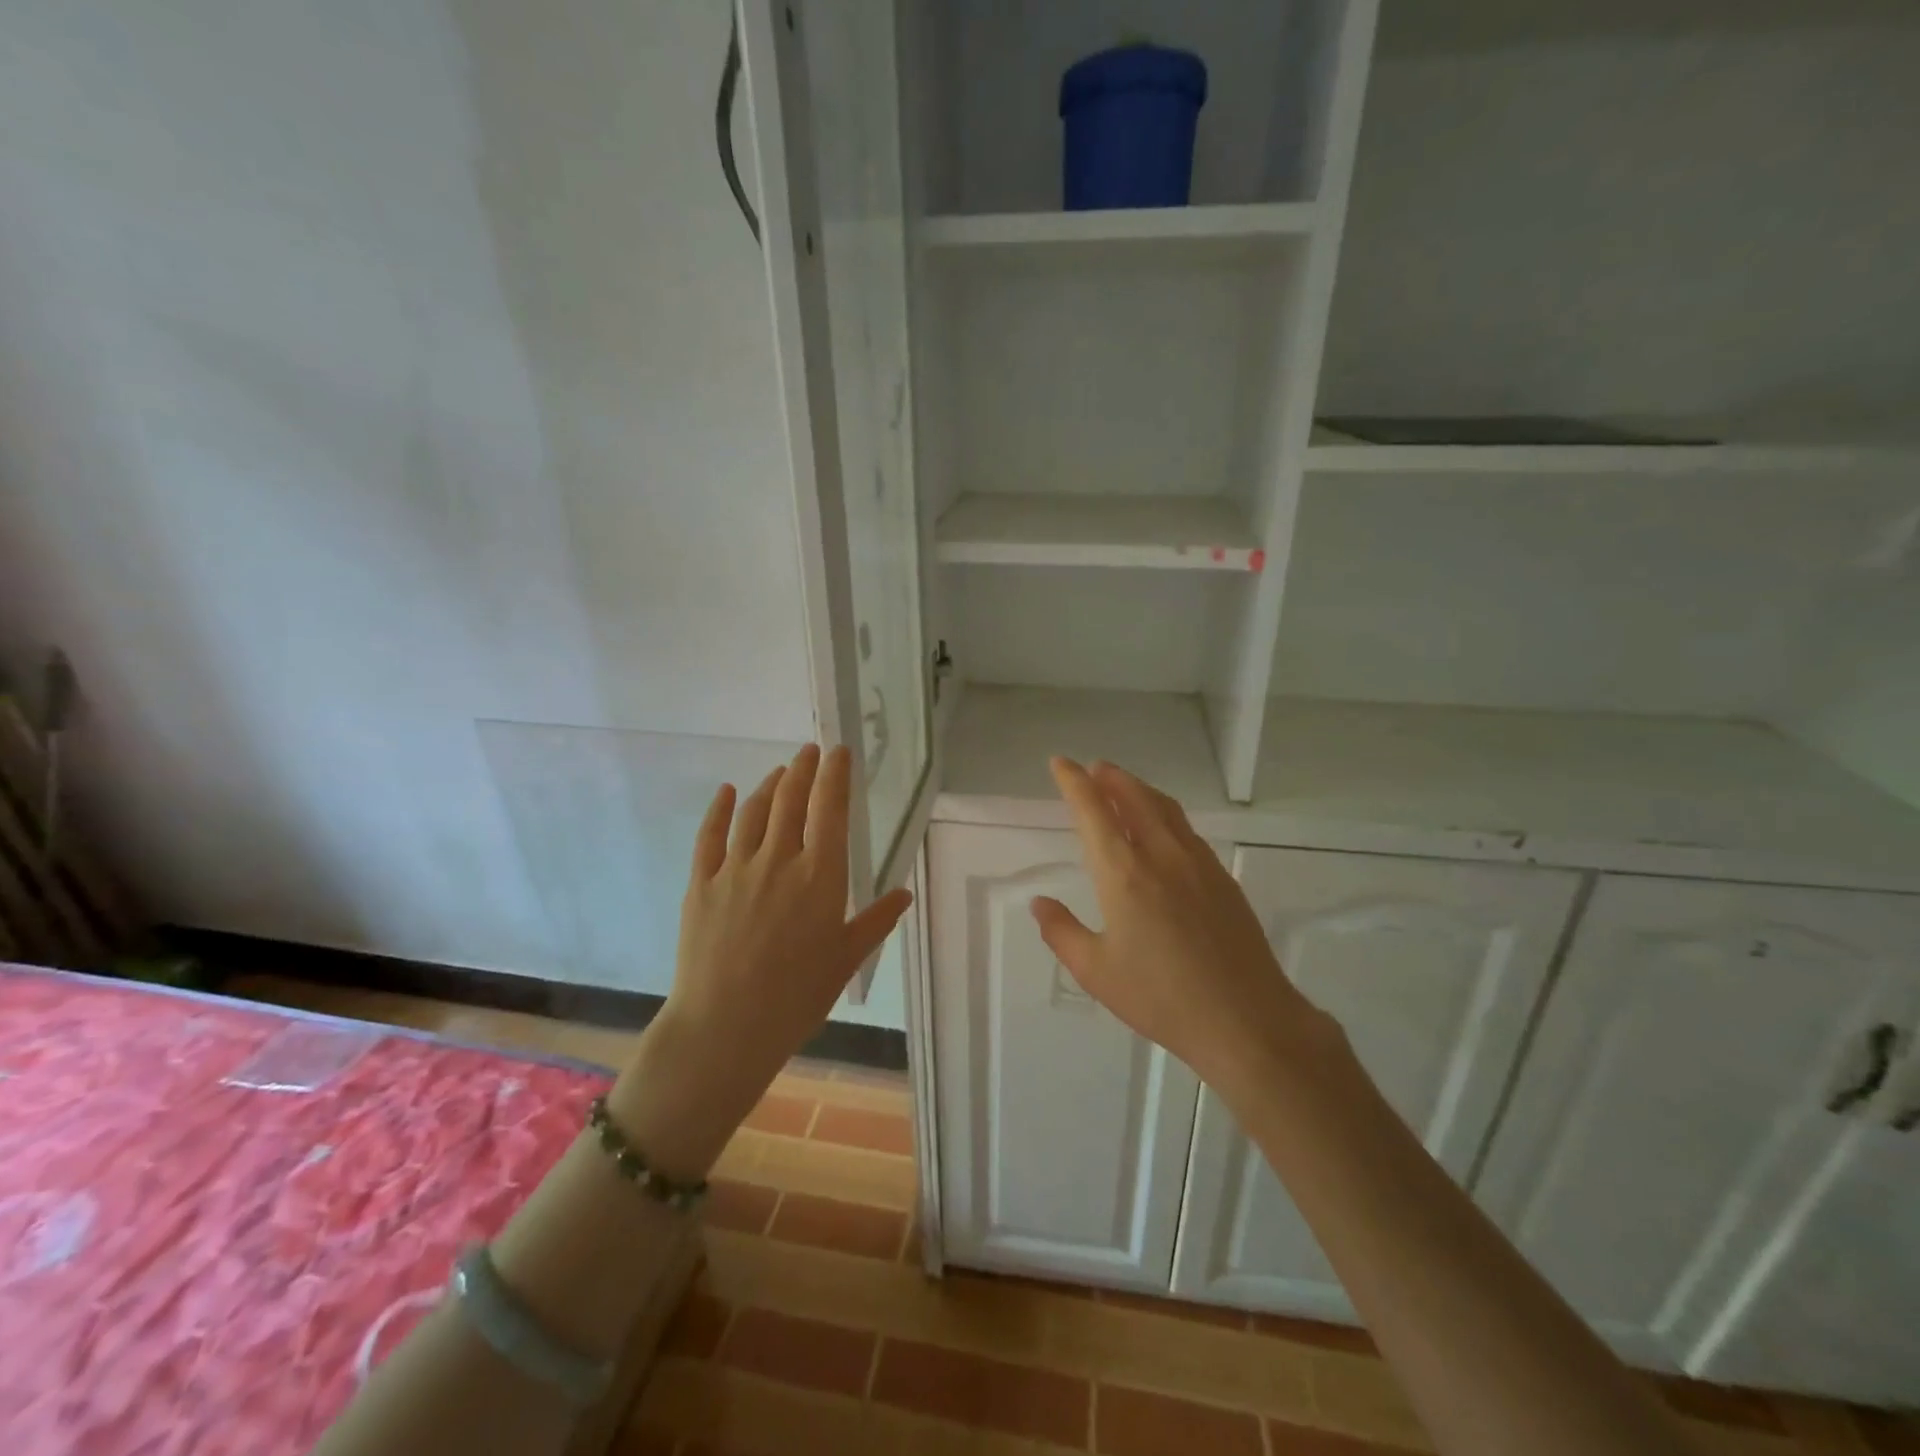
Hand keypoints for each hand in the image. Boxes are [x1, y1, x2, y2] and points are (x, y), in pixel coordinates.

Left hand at [609, 743, 911, 1176]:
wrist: (726, 1026)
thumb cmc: (797, 997)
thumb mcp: (846, 959)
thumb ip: (876, 921)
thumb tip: (904, 893)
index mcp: (820, 876)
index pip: (831, 811)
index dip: (835, 776)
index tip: (839, 753)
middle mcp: (779, 860)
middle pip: (792, 800)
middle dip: (803, 770)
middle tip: (810, 751)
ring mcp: (736, 869)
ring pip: (755, 812)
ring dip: (770, 784)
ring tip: (781, 771)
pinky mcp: (701, 883)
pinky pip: (710, 836)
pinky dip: (720, 809)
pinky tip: (728, 791)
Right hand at [1030, 757, 1331, 1100]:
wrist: (1246, 1020)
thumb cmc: (1161, 997)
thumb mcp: (1096, 971)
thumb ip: (1062, 932)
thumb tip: (1040, 903)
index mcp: (1123, 872)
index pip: (1093, 810)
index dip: (1073, 782)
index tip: (1060, 763)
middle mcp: (1161, 855)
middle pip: (1133, 797)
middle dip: (1110, 777)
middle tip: (1093, 768)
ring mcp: (1198, 863)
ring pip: (1164, 808)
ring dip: (1139, 790)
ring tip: (1123, 787)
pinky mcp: (1222, 878)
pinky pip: (1186, 829)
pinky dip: (1164, 813)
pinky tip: (1162, 830)